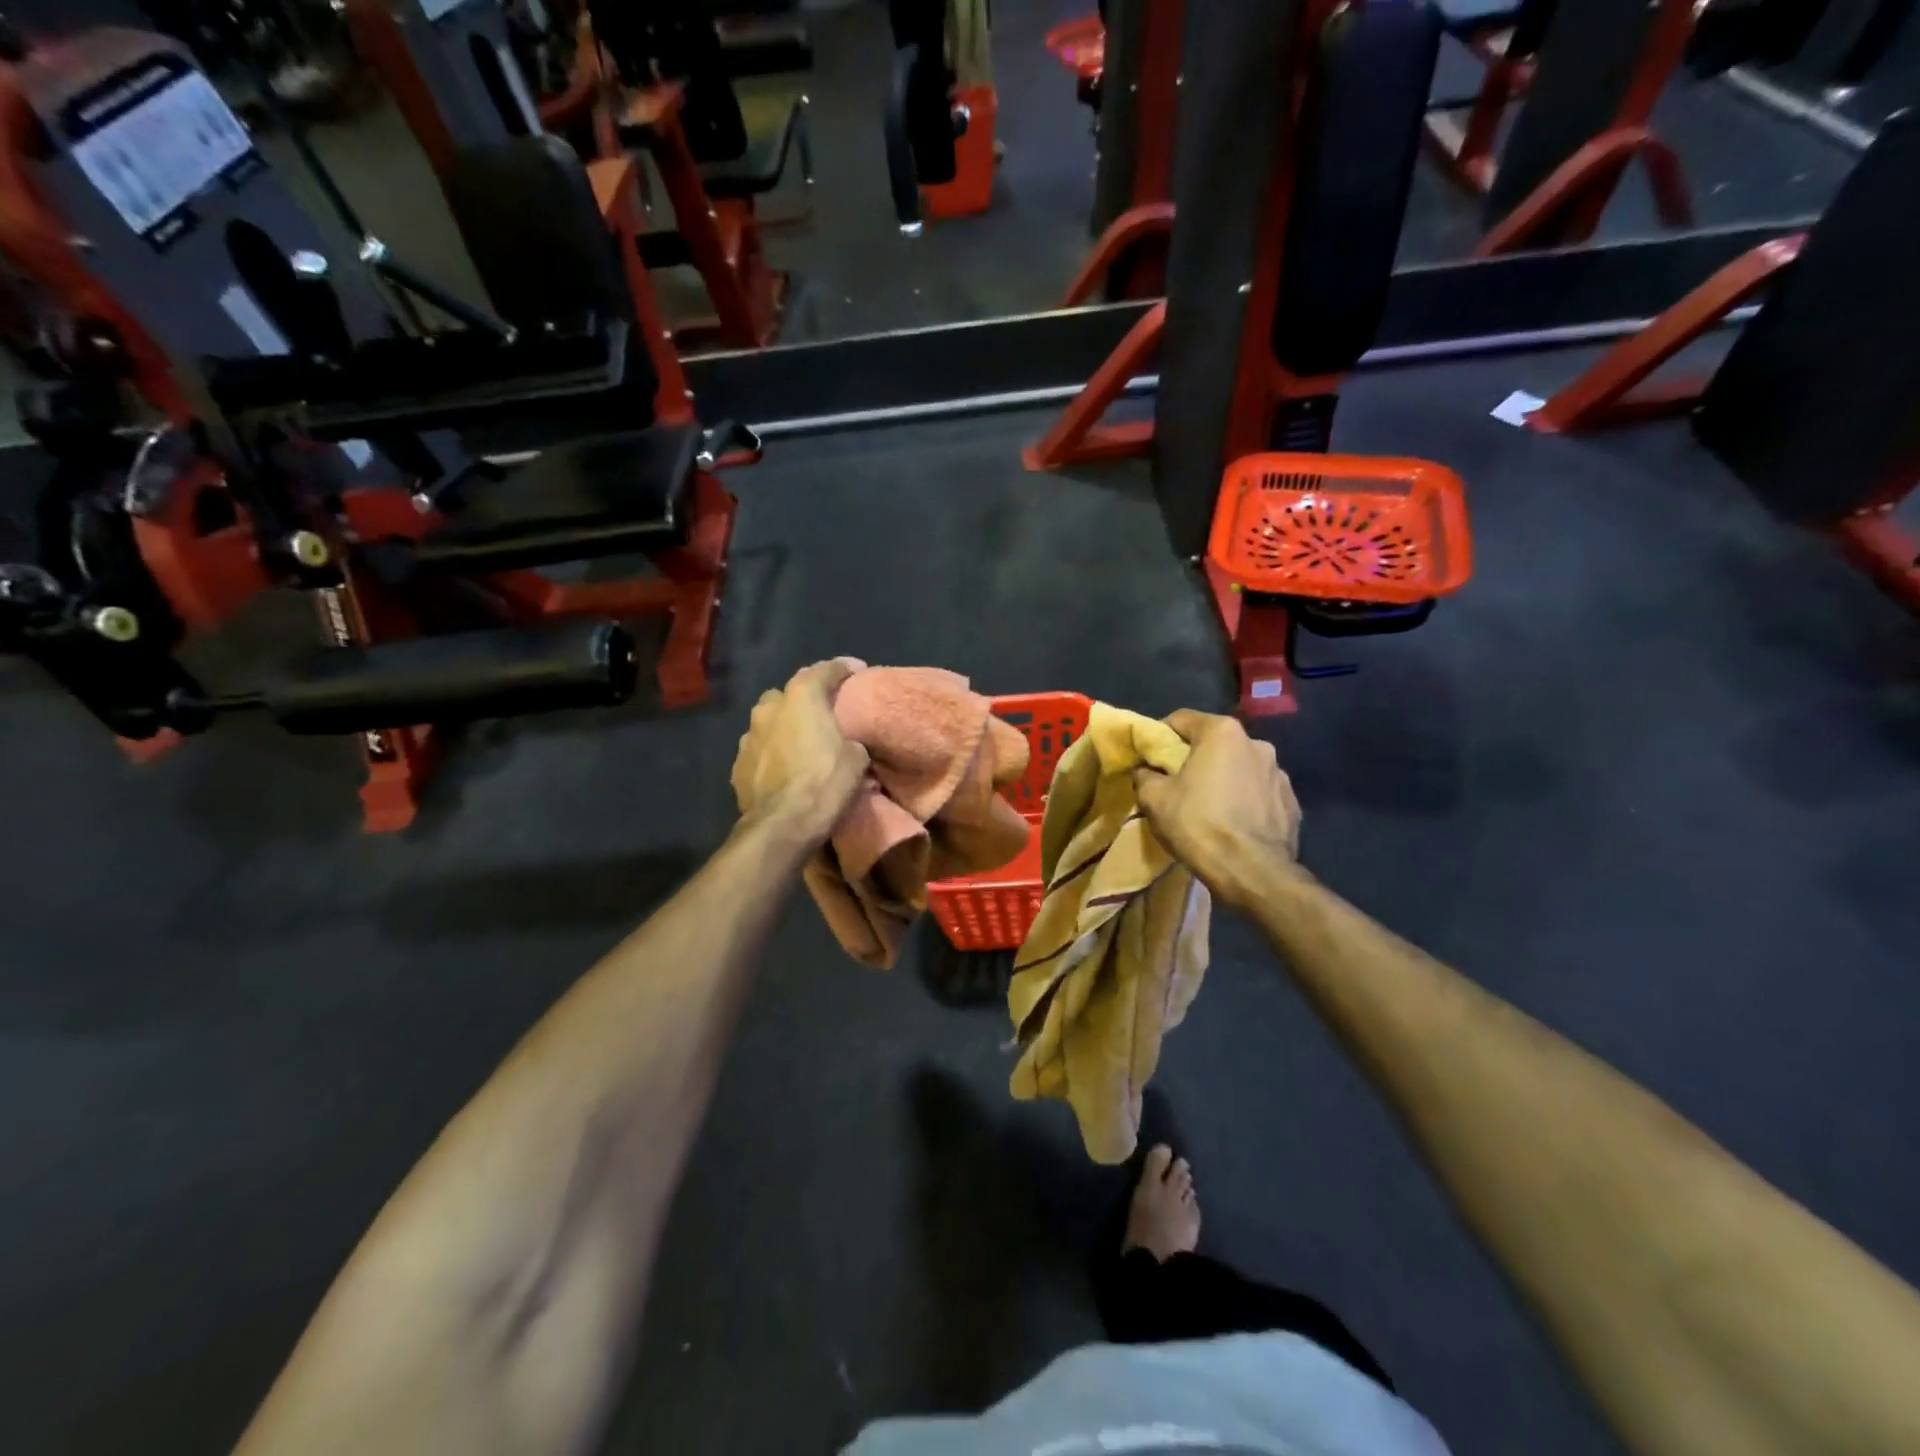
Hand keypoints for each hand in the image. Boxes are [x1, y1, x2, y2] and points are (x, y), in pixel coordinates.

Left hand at [731, 660, 870, 847]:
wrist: (782, 826)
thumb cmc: (825, 784)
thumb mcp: (856, 758)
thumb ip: (849, 740)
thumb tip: (846, 743)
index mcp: (801, 698)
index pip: (824, 670)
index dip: (843, 668)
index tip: (857, 670)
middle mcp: (769, 709)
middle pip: (788, 694)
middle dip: (804, 699)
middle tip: (823, 713)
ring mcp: (747, 737)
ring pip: (768, 722)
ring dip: (783, 728)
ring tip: (800, 744)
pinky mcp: (737, 766)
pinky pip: (759, 751)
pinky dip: (771, 754)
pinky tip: (783, 769)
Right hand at [1132, 710, 1302, 910]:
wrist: (1254, 873)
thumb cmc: (1199, 825)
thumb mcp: (1153, 799)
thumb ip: (1144, 775)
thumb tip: (1146, 771)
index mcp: (1222, 732)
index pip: (1180, 719)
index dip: (1160, 737)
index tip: (1150, 759)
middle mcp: (1256, 743)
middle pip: (1213, 744)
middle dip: (1194, 759)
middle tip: (1177, 786)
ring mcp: (1279, 773)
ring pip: (1239, 768)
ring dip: (1223, 780)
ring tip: (1209, 809)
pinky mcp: (1291, 802)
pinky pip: (1259, 793)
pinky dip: (1245, 801)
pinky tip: (1233, 825)